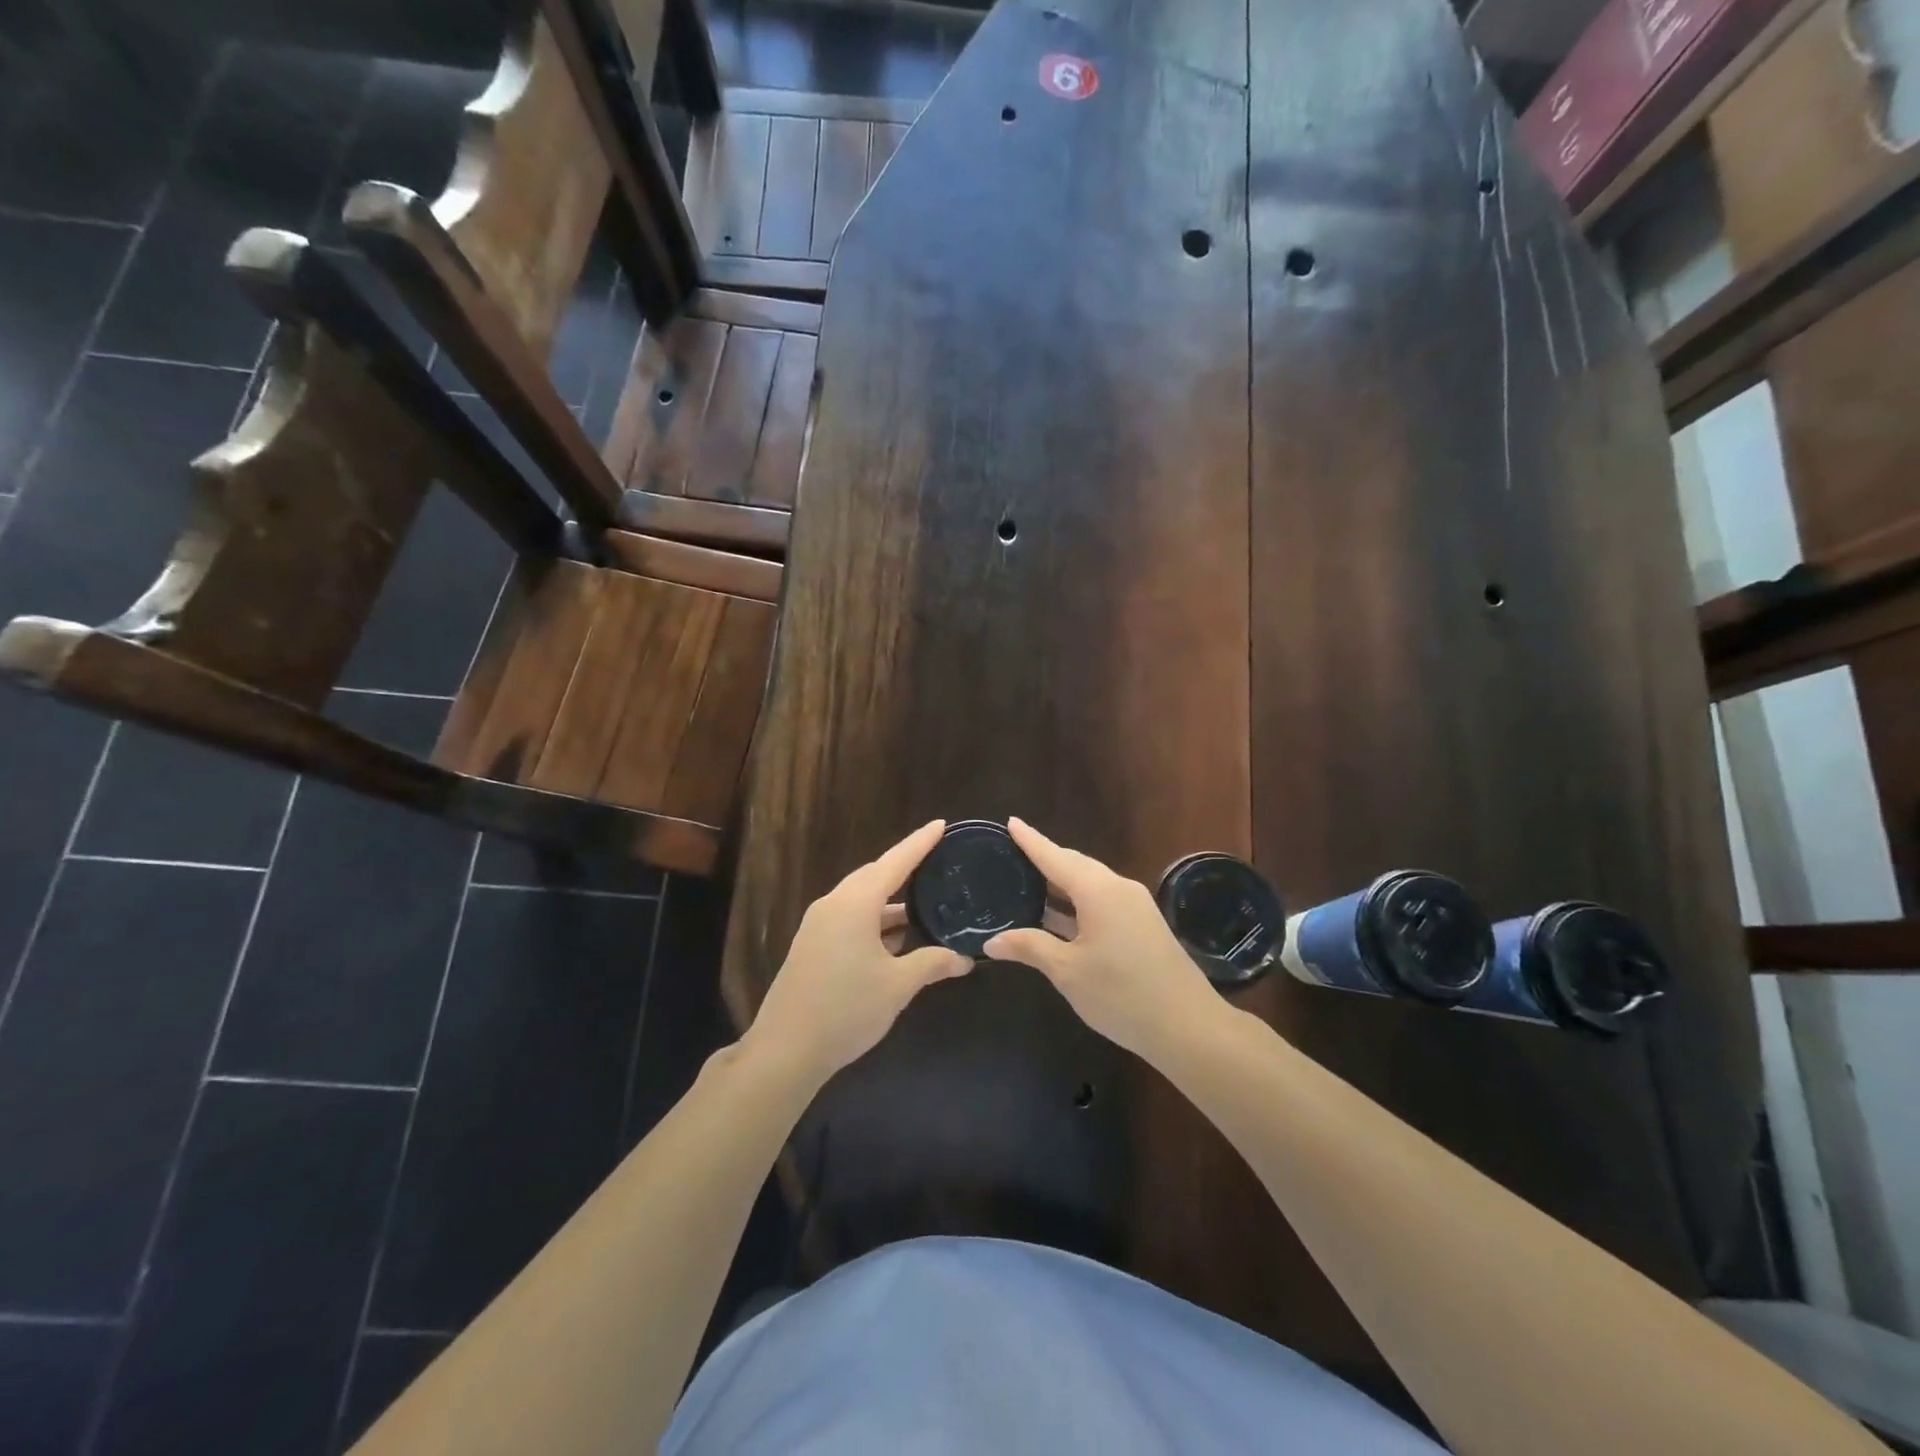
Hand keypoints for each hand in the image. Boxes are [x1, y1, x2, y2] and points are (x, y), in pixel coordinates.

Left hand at [744, 821, 971, 1085]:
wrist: (786, 1050)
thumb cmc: (846, 1009)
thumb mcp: (897, 986)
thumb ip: (932, 963)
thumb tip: (964, 958)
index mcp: (855, 903)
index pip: (895, 862)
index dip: (920, 843)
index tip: (941, 825)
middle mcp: (834, 904)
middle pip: (875, 877)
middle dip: (906, 869)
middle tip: (938, 862)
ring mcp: (819, 925)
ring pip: (862, 900)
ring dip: (892, 903)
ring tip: (926, 904)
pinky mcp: (813, 945)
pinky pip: (851, 919)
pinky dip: (876, 921)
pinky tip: (898, 938)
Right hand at [983, 818, 1217, 1059]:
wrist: (1188, 1026)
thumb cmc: (1121, 994)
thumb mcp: (1068, 971)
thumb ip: (1030, 948)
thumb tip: (992, 941)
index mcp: (1098, 890)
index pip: (1055, 857)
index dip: (1031, 840)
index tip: (1011, 822)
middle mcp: (1118, 888)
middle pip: (1075, 865)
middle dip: (1046, 858)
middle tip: (1014, 854)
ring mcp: (1135, 906)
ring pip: (1090, 883)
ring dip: (1061, 883)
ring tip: (1029, 882)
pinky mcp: (1143, 925)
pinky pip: (1102, 900)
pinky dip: (1076, 902)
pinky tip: (1058, 915)